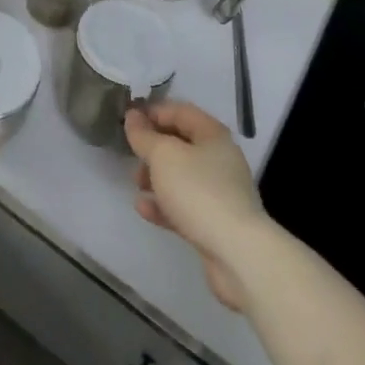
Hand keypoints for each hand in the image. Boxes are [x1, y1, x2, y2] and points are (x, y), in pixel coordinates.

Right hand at [125, 102, 270, 310]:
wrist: (236, 253)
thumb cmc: (198, 191)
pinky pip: (184, 205)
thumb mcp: (163, 156)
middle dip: (153, 147)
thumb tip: (132, 116)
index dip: (153, 111)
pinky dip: (163, 204)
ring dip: (156, 176)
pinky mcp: (214, 222)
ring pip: (181, 176)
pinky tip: (143, 208)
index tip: (128, 120)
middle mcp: (219, 158)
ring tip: (135, 182)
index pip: (180, 111)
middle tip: (131, 154)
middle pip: (181, 144)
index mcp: (212, 134)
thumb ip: (144, 135)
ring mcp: (219, 192)